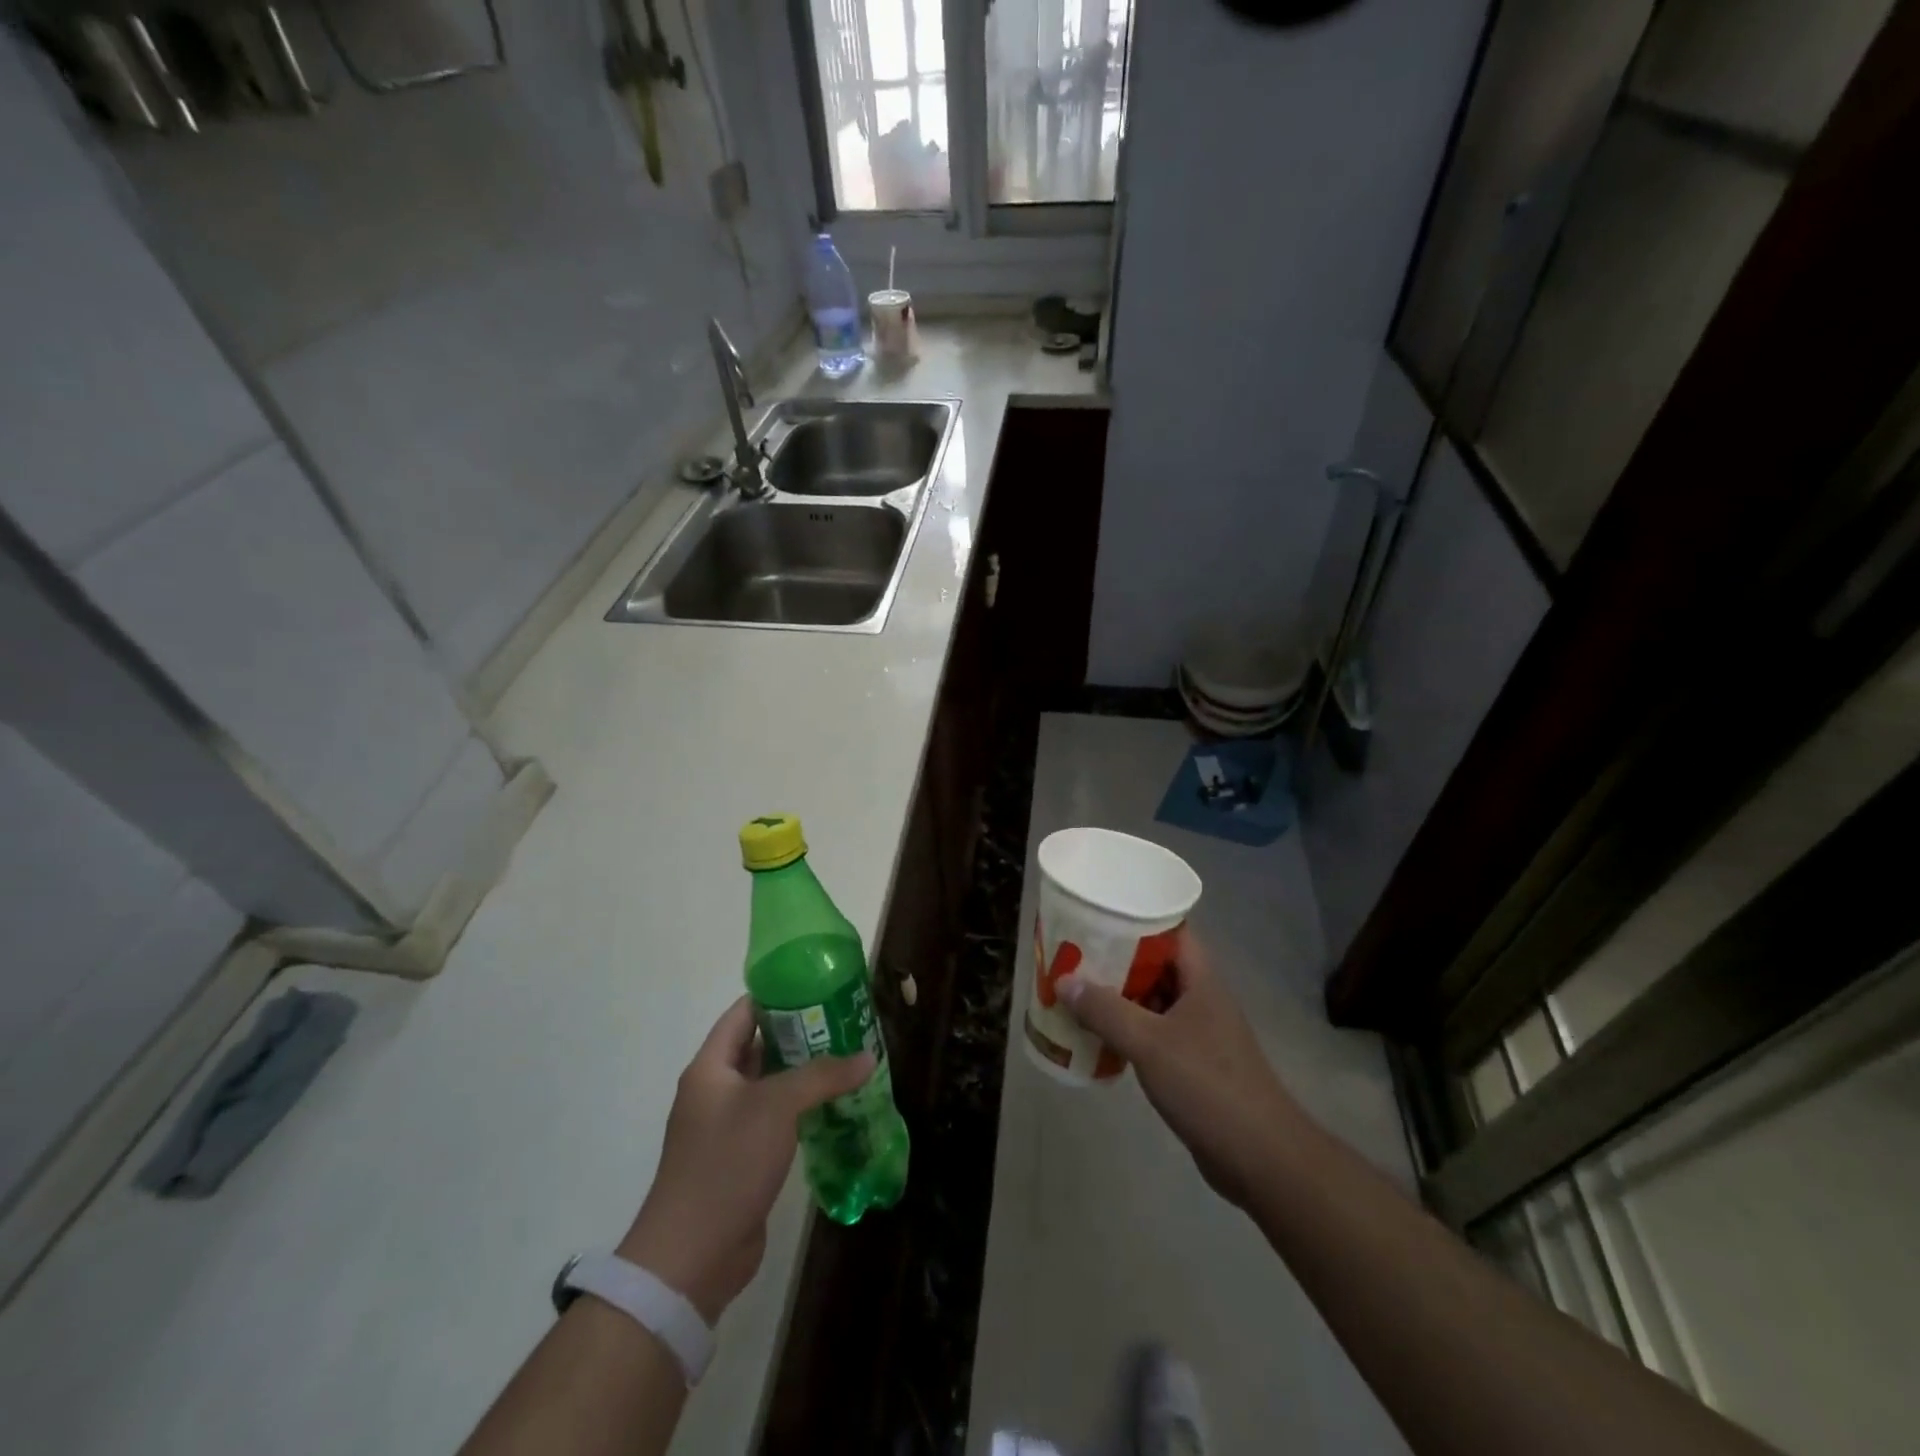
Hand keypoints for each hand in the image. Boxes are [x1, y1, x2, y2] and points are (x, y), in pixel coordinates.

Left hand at [618, 997, 872, 1322]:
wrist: (691, 1257)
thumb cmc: (727, 1163)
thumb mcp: (777, 1107)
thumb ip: (822, 1075)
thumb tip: (867, 1056)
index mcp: (711, 1067)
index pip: (744, 1013)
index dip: (778, 995)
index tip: (820, 985)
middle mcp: (716, 1090)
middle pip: (760, 1047)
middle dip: (801, 1034)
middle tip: (845, 1021)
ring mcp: (728, 1126)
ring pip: (771, 1085)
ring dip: (805, 1073)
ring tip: (849, 1057)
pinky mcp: (742, 1158)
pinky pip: (776, 1119)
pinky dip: (802, 1108)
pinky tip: (836, 1104)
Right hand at [1058, 931, 1301, 1208]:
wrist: (1261, 1158)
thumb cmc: (1208, 1085)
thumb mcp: (1150, 1043)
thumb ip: (1105, 1010)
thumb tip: (1063, 980)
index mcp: (1200, 979)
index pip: (1169, 930)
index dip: (1134, 919)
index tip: (1096, 916)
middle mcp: (1200, 998)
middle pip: (1154, 964)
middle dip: (1115, 959)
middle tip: (1072, 954)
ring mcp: (1198, 1032)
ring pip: (1151, 1001)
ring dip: (1116, 997)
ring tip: (1074, 990)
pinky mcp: (1192, 1064)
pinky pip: (1152, 1034)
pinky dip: (1126, 1030)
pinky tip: (1095, 1036)